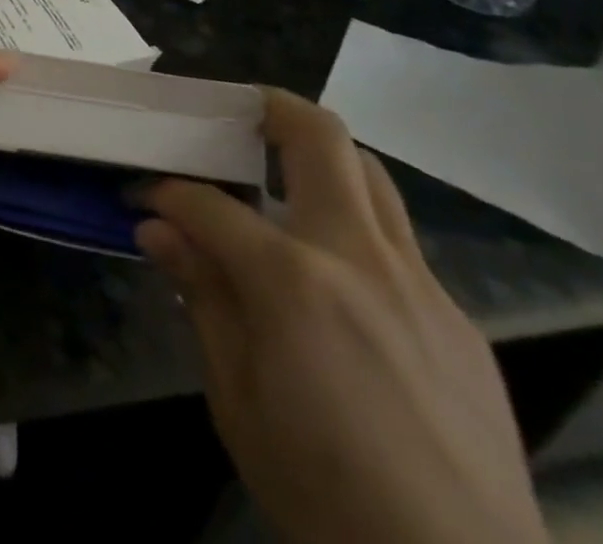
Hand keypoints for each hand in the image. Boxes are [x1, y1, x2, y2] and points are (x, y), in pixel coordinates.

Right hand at [135, 89, 547, 543]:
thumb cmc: (325, 493)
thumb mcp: (237, 399)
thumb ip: (201, 296)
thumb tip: (158, 229)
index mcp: (292, 279)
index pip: (208, 204)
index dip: (165, 192)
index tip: (143, 195)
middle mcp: (358, 257)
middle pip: (319, 138)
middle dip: (269, 109)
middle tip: (234, 115)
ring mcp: (419, 283)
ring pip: (369, 175)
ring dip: (321, 156)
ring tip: (282, 173)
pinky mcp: (459, 318)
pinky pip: (398, 243)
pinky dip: (353, 228)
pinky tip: (335, 278)